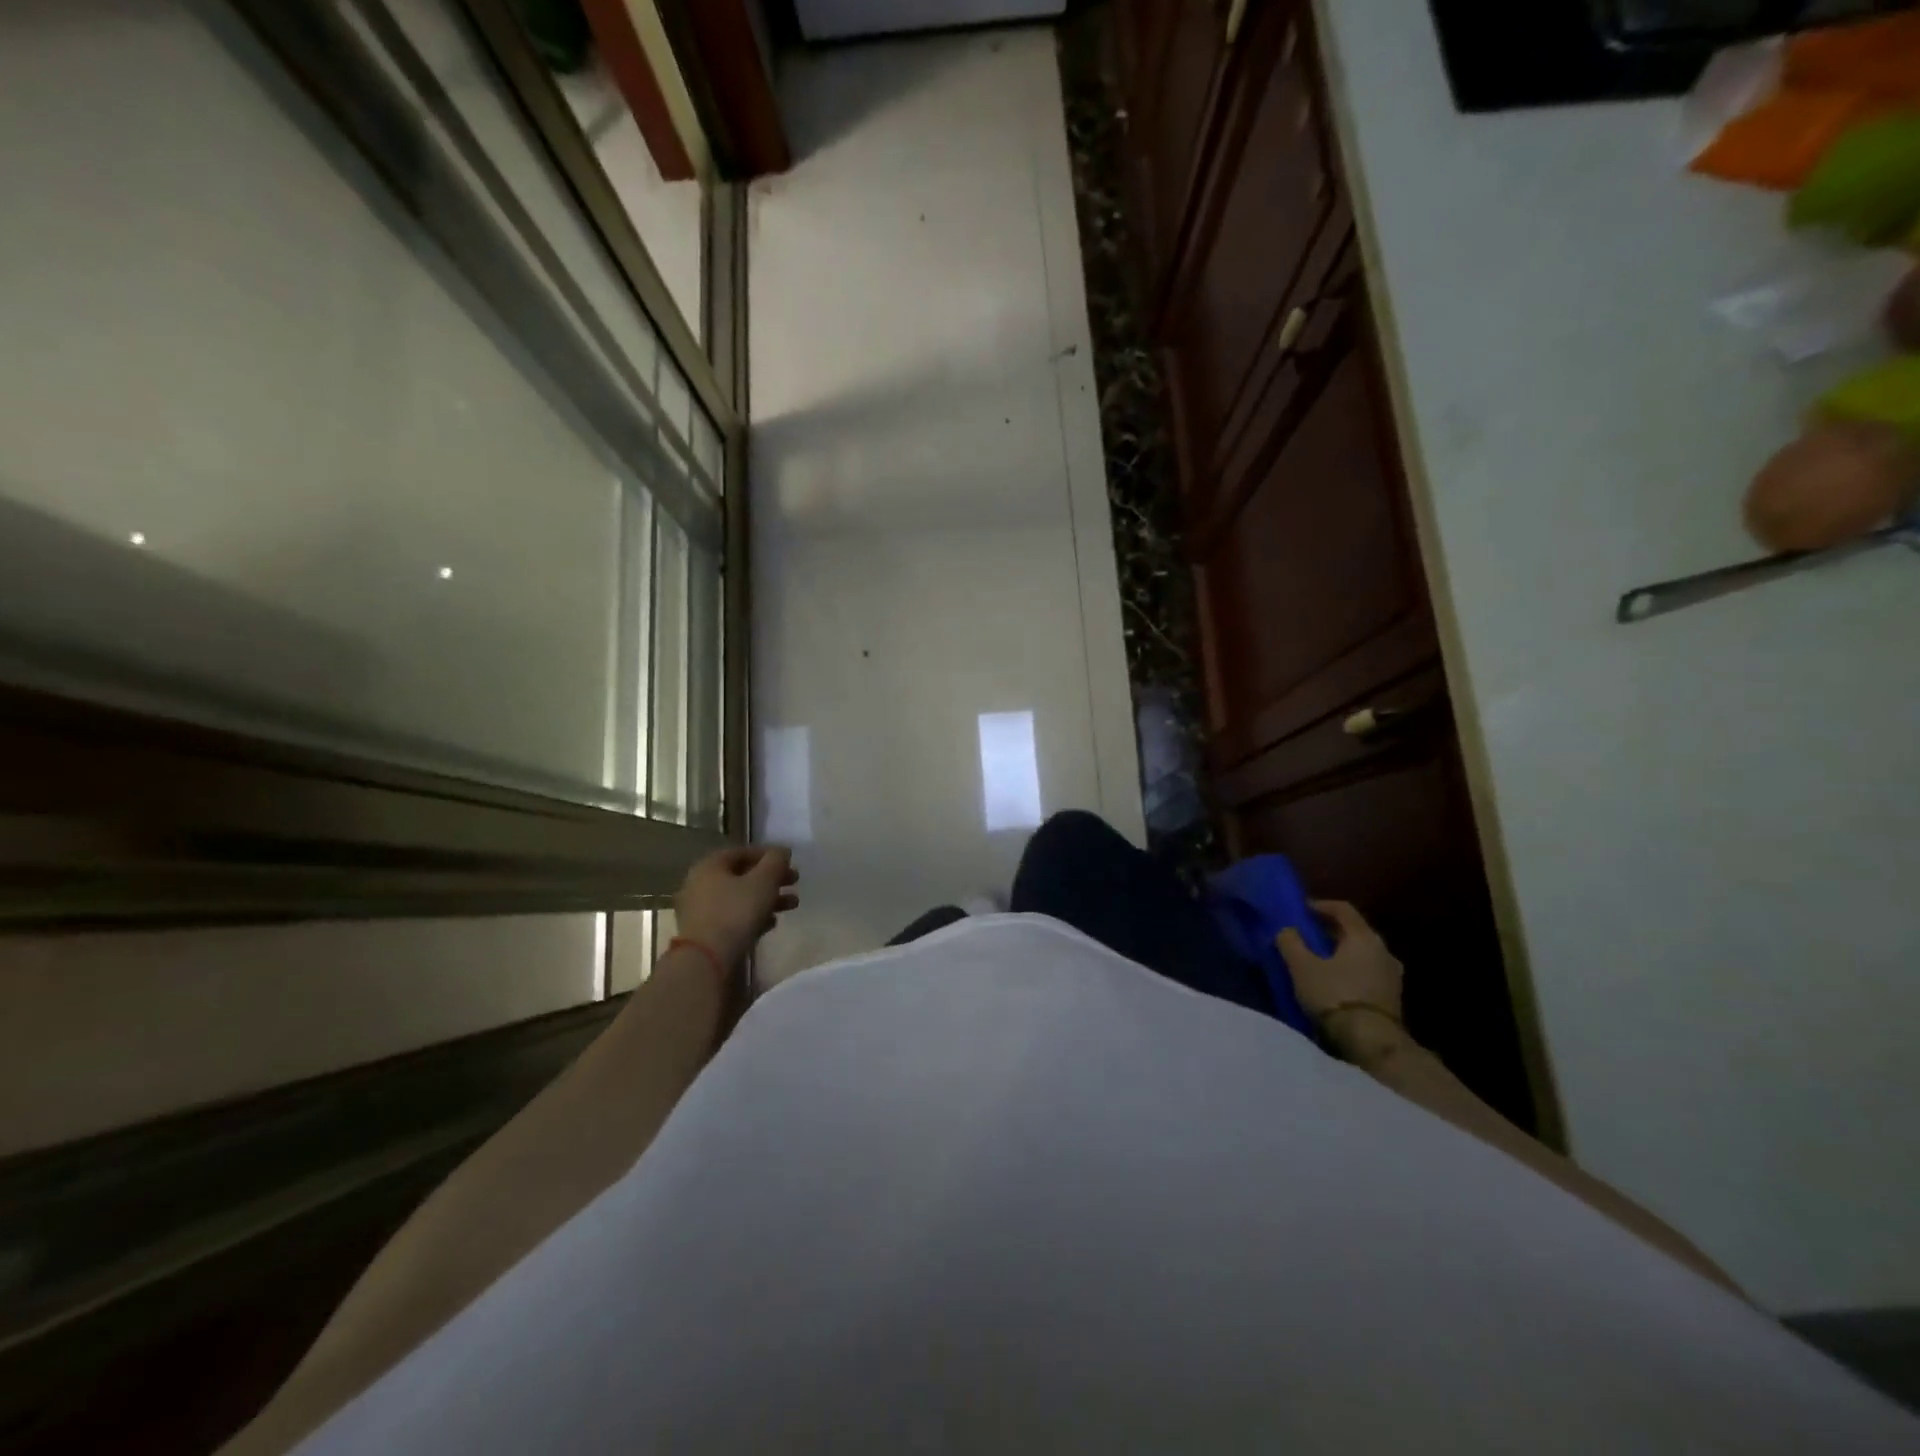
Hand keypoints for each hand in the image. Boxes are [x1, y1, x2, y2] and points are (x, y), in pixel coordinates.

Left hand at [673, 845, 799, 968]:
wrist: (707, 959)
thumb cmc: (735, 912)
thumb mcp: (763, 882)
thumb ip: (775, 861)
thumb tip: (782, 851)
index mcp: (710, 866)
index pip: (742, 852)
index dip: (768, 854)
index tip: (790, 861)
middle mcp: (701, 883)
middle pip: (742, 875)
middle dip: (772, 878)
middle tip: (795, 882)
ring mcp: (701, 910)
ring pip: (740, 897)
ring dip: (768, 898)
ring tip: (793, 904)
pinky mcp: (706, 932)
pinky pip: (734, 917)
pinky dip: (754, 916)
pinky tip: (772, 923)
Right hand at [1276, 900, 1403, 1035]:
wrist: (1372, 1042)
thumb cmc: (1335, 995)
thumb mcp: (1302, 966)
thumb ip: (1291, 942)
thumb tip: (1287, 930)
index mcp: (1364, 937)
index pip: (1343, 909)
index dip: (1320, 905)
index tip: (1301, 910)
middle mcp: (1384, 951)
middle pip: (1354, 931)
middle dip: (1329, 931)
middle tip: (1306, 935)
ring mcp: (1392, 975)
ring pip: (1362, 954)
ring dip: (1340, 953)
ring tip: (1317, 961)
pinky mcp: (1392, 997)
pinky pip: (1367, 973)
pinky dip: (1350, 970)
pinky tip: (1333, 982)